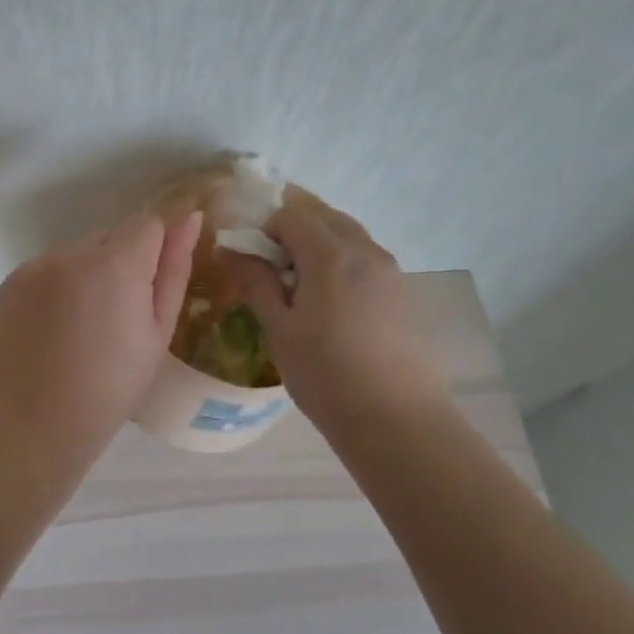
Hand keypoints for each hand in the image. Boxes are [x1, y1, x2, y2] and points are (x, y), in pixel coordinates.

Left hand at [0, 210, 201, 464]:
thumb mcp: (158, 333)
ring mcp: (34, 267)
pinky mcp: (9, 283)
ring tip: (80, 328)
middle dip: (118, 264)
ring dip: (85, 275)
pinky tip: (53, 329)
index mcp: (115, 264)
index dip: (154, 249)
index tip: (149, 285)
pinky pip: (44, 270)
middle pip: (108, 237)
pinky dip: (54, 288)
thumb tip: (189, 219)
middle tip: (115, 318)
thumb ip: (174, 269)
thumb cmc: (112, 388)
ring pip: (75, 254)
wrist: (38, 423)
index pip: (146, 222)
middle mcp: (70, 254)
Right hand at [222, 203, 447, 426]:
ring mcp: (391, 271)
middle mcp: (365, 250)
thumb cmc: (324, 373)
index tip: (251, 264)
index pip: (291, 215)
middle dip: (293, 232)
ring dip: (319, 247)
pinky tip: (331, 308)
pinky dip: (342, 265)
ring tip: (300, 291)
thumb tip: (230, 249)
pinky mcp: (403, 293)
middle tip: (272, 272)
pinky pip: (366, 260)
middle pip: (324, 218)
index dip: (264, 231)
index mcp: (330, 254)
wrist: (395, 419)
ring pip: (348, 237)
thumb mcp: (279, 328)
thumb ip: (255, 282)